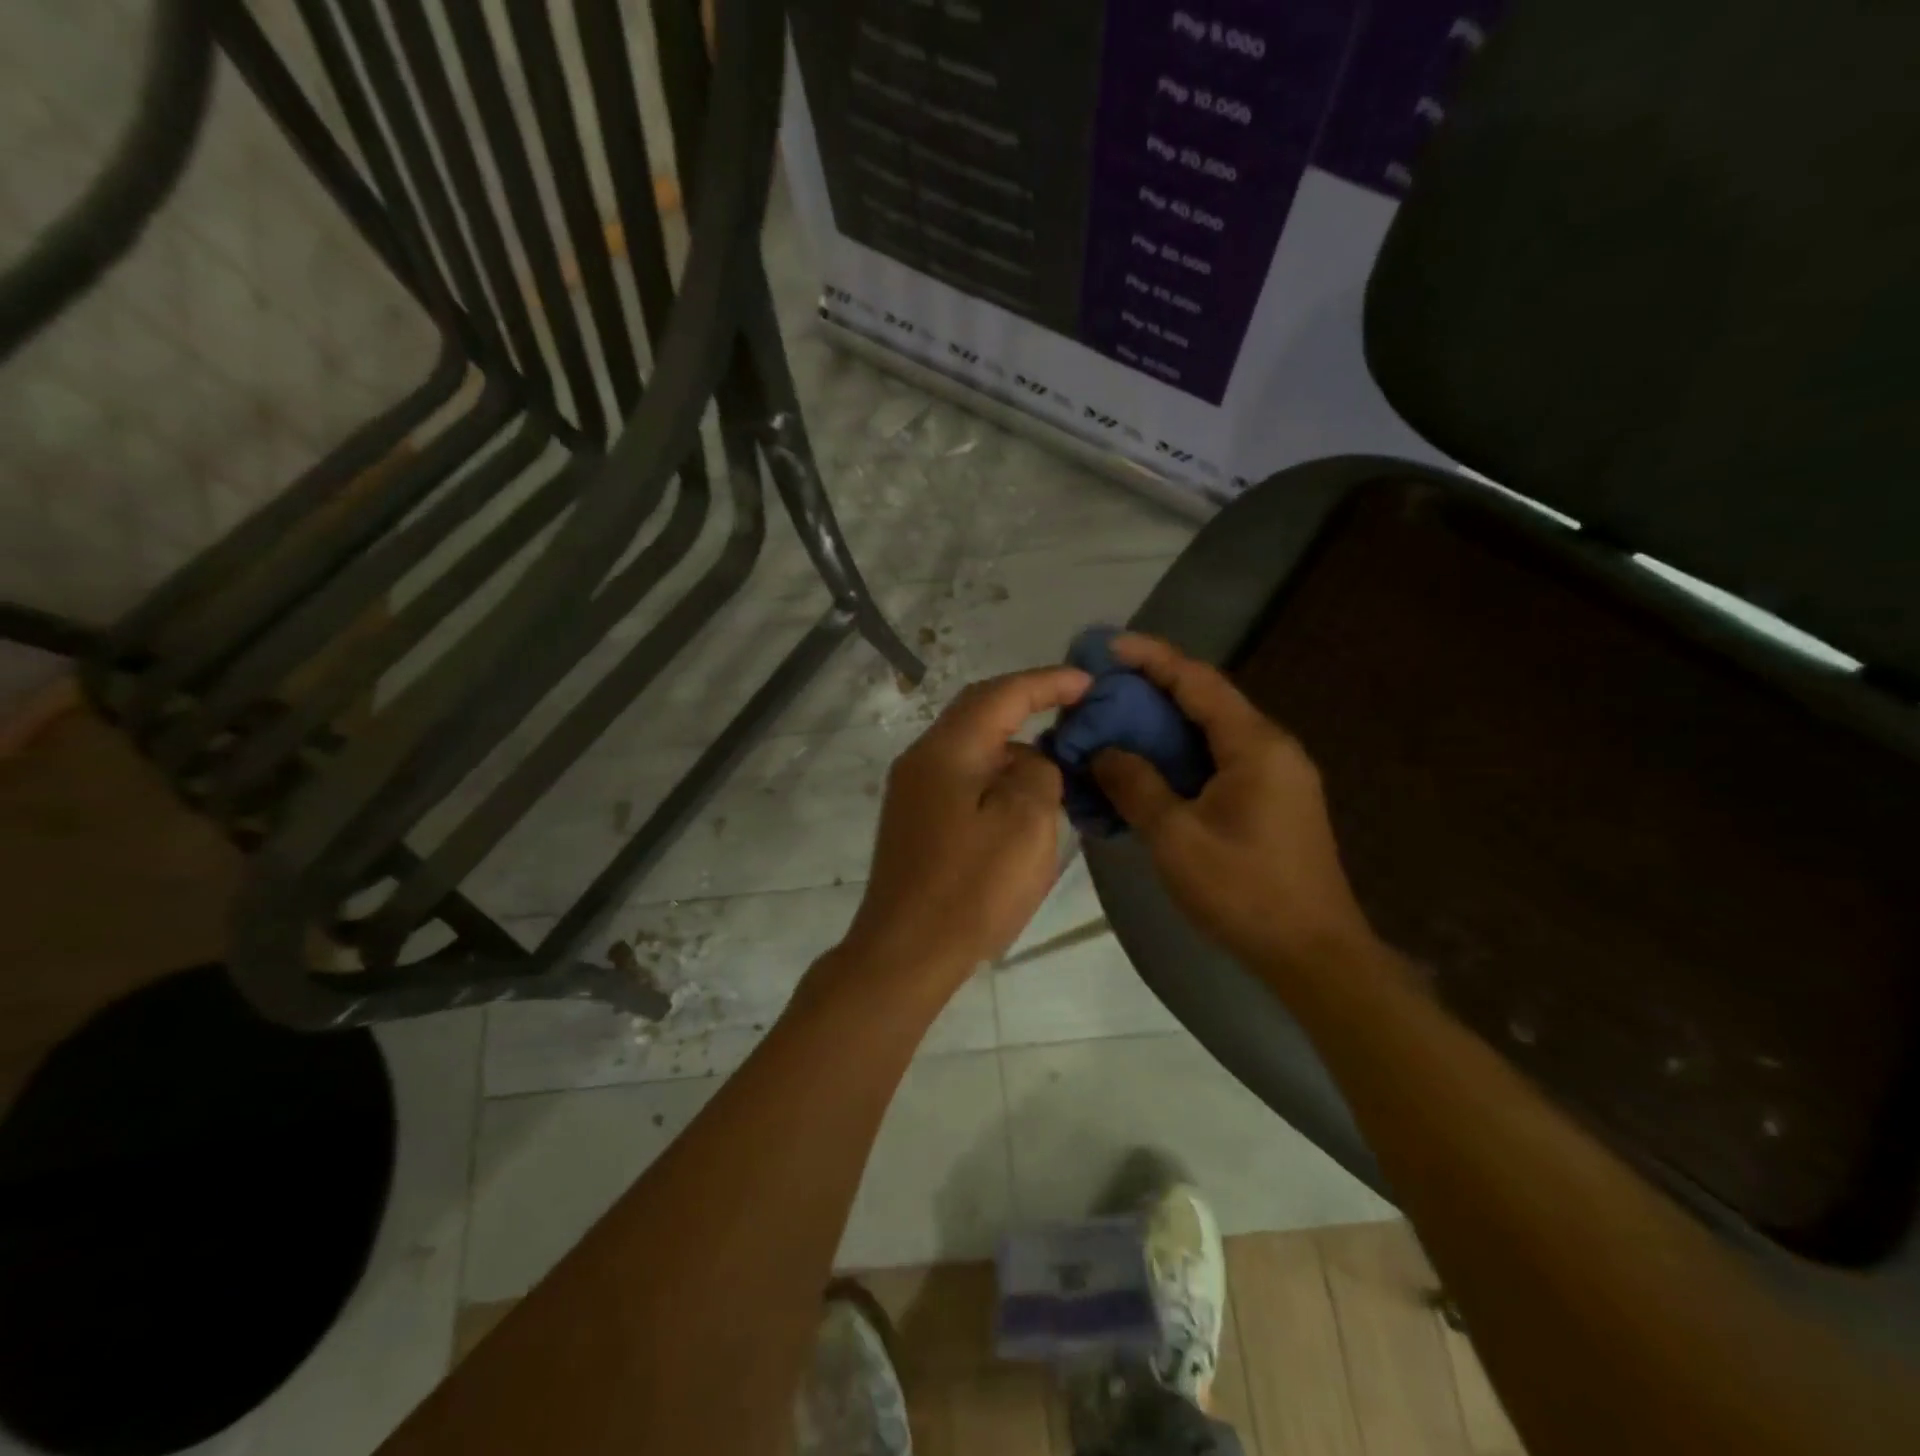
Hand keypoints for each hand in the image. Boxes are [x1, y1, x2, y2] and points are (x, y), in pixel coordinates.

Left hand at [829, 666, 1091, 1000]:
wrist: (905, 952)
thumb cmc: (970, 889)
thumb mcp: (1026, 824)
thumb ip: (1038, 773)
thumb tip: (1031, 761)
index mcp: (947, 750)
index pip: (1002, 694)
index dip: (1048, 682)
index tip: (1089, 681)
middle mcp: (923, 758)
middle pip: (979, 710)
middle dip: (1028, 701)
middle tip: (1074, 704)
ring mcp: (913, 790)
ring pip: (971, 745)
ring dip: (1013, 741)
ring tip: (1058, 754)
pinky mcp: (915, 819)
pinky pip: (963, 775)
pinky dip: (997, 772)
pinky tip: (1023, 795)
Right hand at [1090, 634, 1376, 974]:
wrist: (1314, 955)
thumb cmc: (1245, 891)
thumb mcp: (1177, 838)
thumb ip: (1136, 785)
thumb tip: (1102, 751)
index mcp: (1255, 745)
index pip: (1197, 680)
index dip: (1150, 657)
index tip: (1106, 646)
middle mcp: (1270, 748)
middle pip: (1204, 701)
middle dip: (1150, 690)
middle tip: (1098, 690)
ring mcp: (1274, 776)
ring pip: (1208, 733)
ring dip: (1161, 726)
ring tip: (1111, 725)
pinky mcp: (1268, 802)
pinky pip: (1216, 762)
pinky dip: (1177, 757)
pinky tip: (1145, 770)